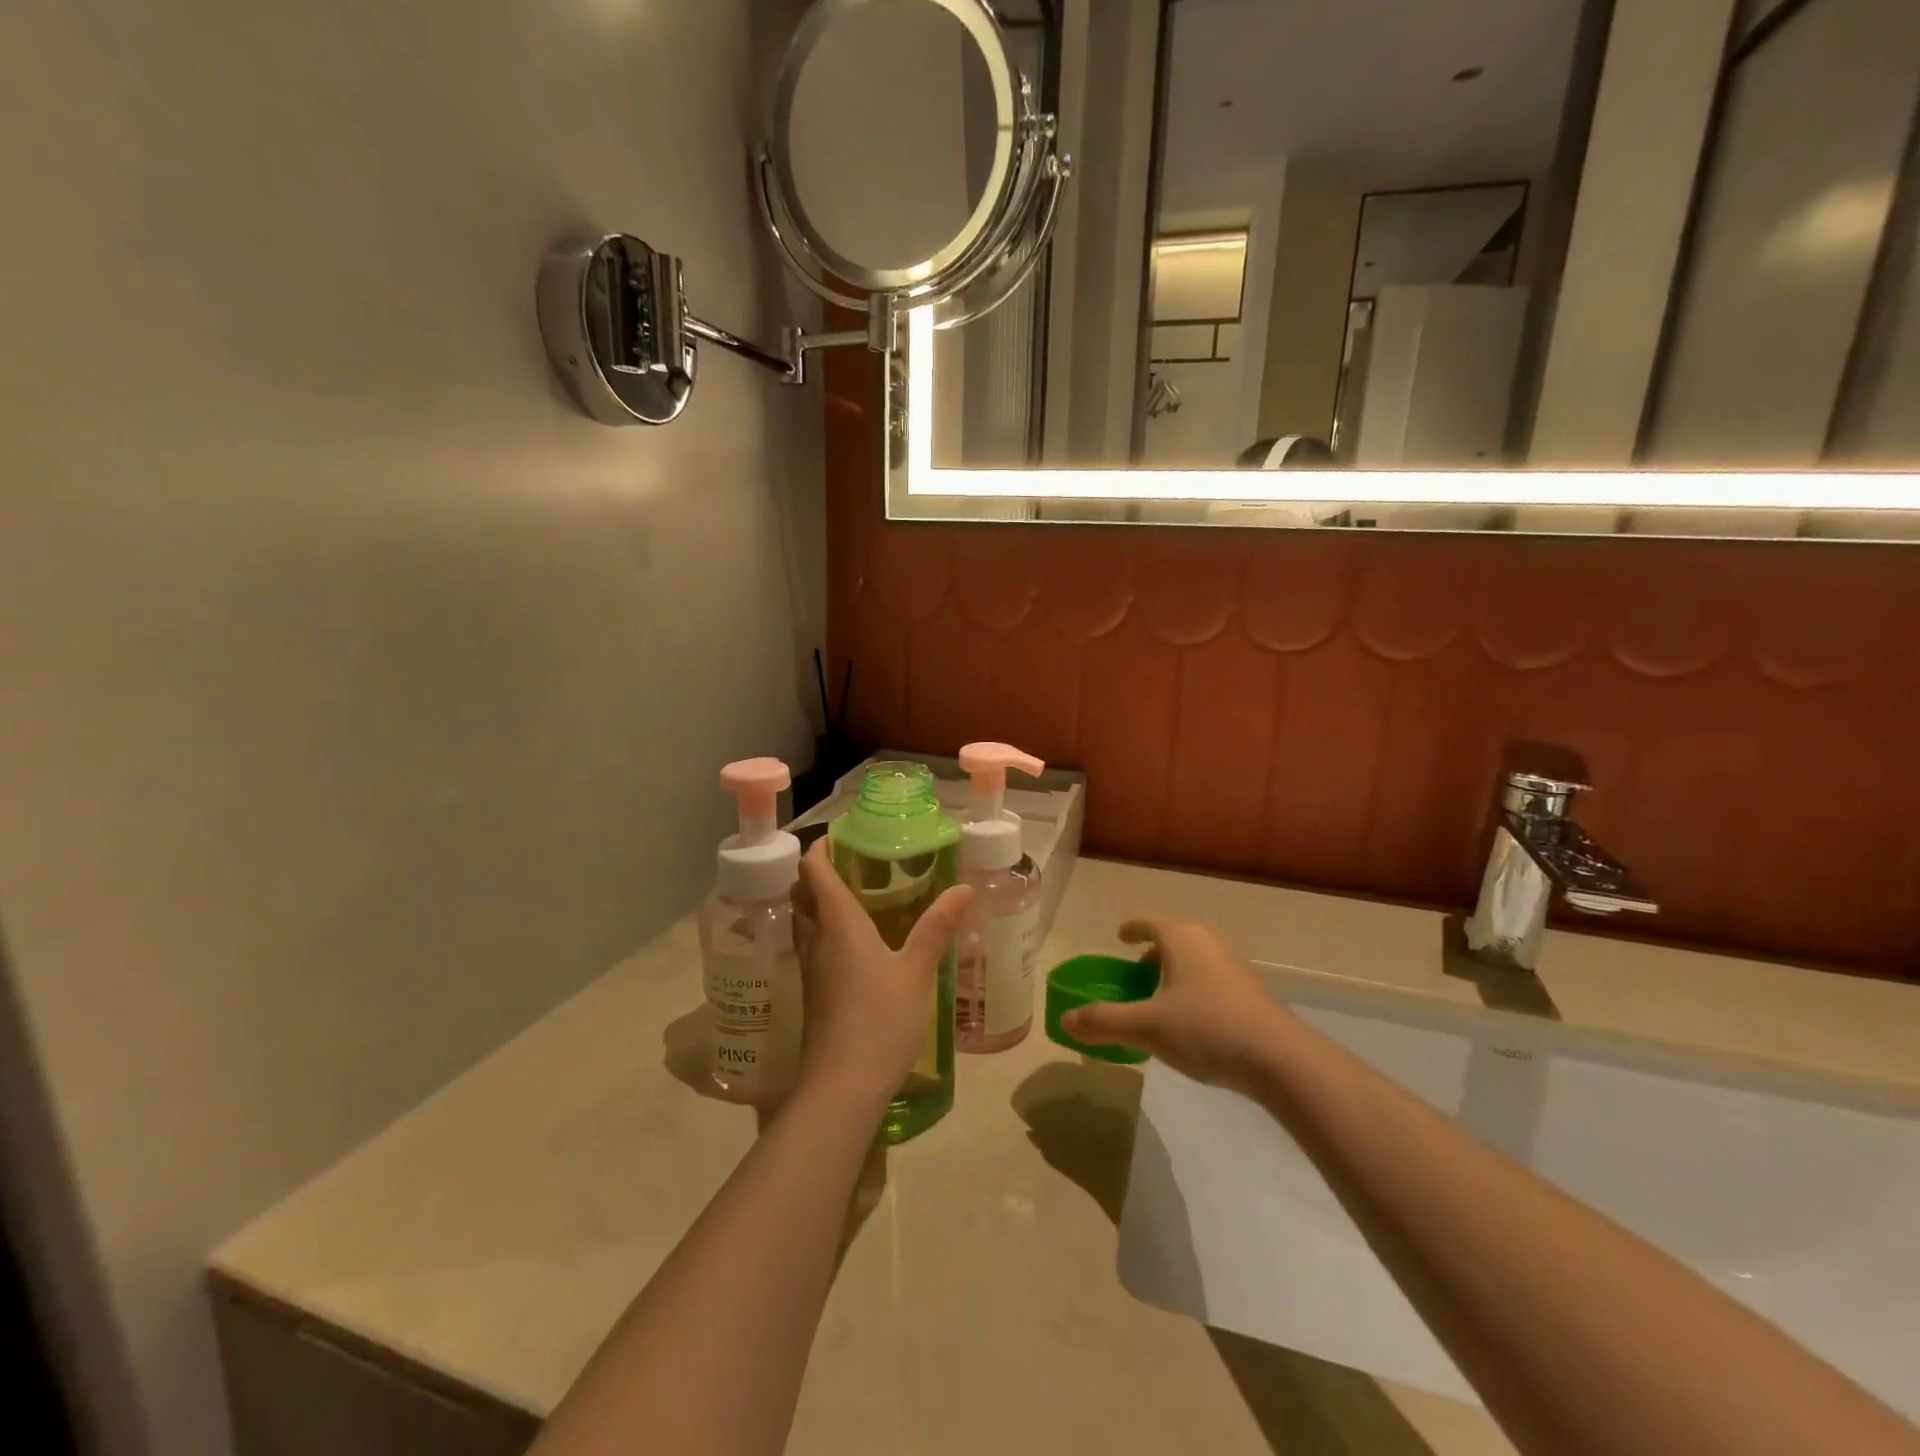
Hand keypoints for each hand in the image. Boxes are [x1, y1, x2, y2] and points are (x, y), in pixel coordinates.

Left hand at [791, 839, 972, 1107]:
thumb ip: (937, 927)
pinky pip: (813, 944)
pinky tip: (856, 942)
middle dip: (819, 871)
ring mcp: (811, 968)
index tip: (842, 834)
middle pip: (803, 892)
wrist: (840, 1088)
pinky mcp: (814, 992)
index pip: (814, 870)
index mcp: (837, 923)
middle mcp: (816, 939)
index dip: (821, 847)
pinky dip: (825, 928)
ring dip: (819, 900)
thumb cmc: (879, 1021)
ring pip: (805, 920)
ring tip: (856, 893)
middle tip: (855, 861)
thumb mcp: (916, 972)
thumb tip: (963, 888)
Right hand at [1061, 918, 1290, 1090]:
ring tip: (1159, 1004)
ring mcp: (1235, 969)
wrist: (1280, 1060)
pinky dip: (1194, 993)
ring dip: (1174, 976)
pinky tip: (1191, 1026)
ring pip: (1195, 963)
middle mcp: (1209, 944)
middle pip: (1174, 941)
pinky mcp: (1253, 996)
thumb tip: (1065, 1020)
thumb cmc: (1206, 1028)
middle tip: (1133, 976)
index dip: (1131, 928)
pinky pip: (1212, 983)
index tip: (1119, 936)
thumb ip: (1103, 1022)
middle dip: (1151, 955)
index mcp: (1181, 939)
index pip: (1150, 923)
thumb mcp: (1146, 1027)